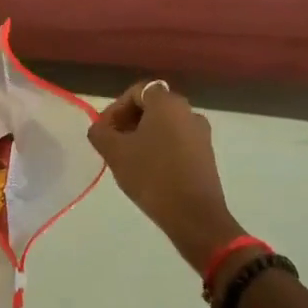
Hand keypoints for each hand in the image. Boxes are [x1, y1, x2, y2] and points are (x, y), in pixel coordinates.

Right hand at [88, 81, 244, 273]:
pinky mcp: (206, 155)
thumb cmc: (151, 176)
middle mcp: (188, 111)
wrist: (193, 215)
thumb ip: (100, 132)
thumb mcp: (115, 152)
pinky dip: (160, 148)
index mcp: (168, 103)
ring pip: (165, 125)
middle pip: (152, 106)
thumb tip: (100, 128)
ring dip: (143, 136)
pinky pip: (177, 141)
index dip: (115, 108)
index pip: (137, 91)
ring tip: (127, 159)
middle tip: (112, 144)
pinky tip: (147, 170)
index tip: (104, 131)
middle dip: (128, 121)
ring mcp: (201, 134)